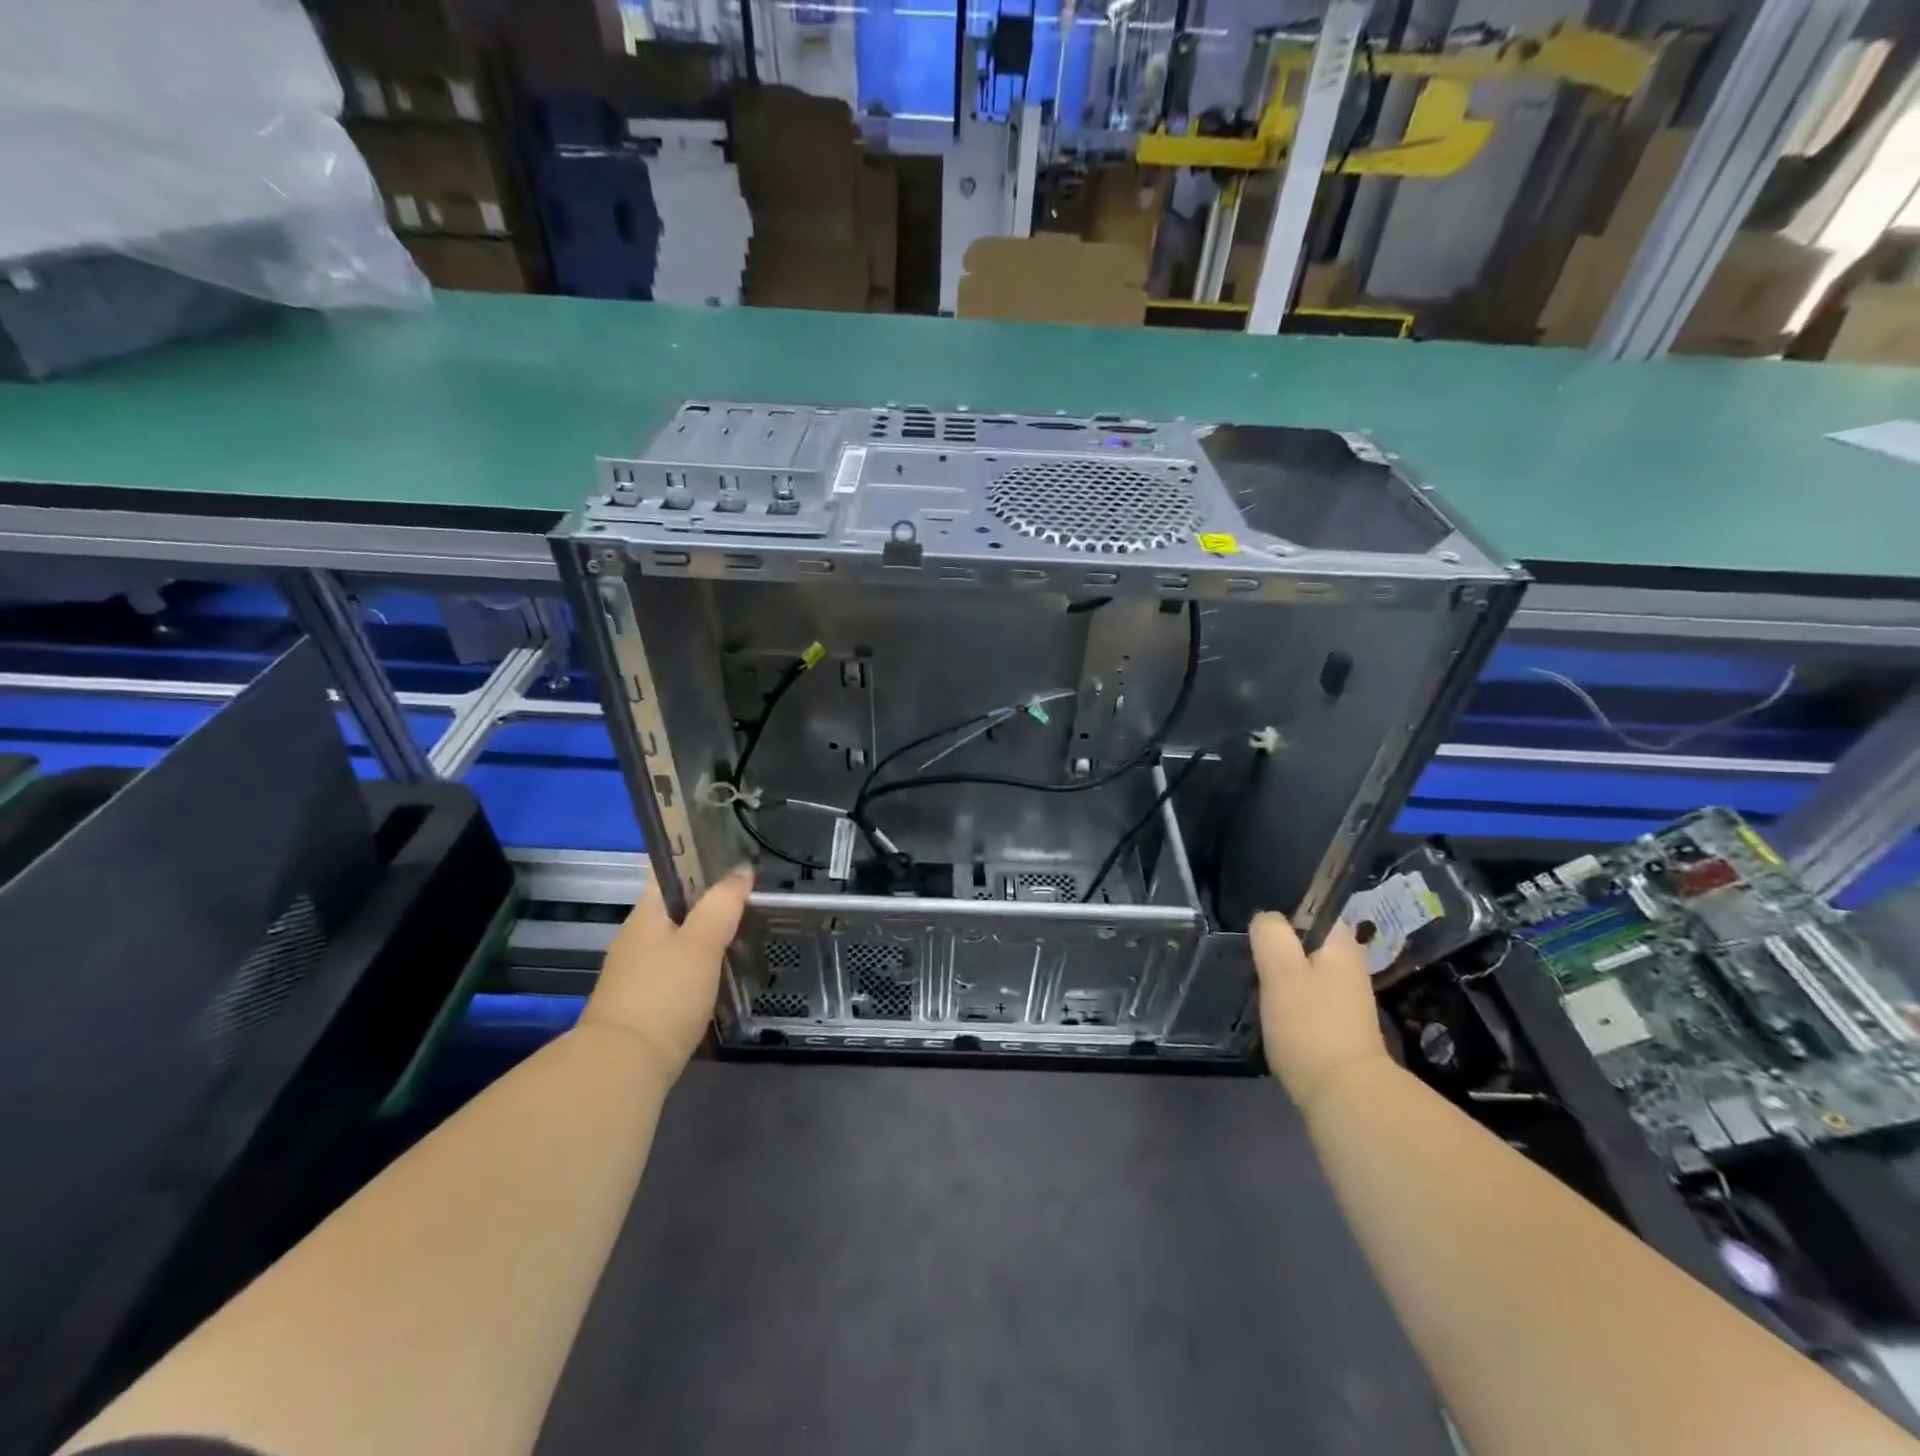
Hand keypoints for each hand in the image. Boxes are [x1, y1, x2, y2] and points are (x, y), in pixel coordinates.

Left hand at [581, 866, 752, 1084]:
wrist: (623, 1067)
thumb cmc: (664, 994)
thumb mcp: (702, 943)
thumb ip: (723, 904)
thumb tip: (742, 871)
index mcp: (645, 913)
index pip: (669, 870)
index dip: (698, 858)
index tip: (734, 857)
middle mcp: (637, 936)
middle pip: (675, 905)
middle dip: (709, 899)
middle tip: (751, 896)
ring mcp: (637, 971)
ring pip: (677, 938)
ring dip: (706, 933)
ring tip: (745, 931)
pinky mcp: (644, 1001)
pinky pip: (676, 968)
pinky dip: (699, 963)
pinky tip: (722, 971)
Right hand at [1251, 914, 1390, 1109]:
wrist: (1344, 1095)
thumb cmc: (1309, 1025)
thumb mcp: (1280, 970)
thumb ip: (1270, 934)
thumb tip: (1266, 919)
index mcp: (1342, 946)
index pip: (1313, 911)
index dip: (1283, 918)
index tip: (1258, 937)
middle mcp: (1350, 967)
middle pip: (1306, 943)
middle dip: (1278, 951)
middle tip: (1252, 965)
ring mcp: (1347, 999)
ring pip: (1305, 972)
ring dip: (1281, 978)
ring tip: (1257, 991)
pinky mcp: (1338, 1026)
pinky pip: (1308, 999)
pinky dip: (1290, 1003)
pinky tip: (1274, 1016)